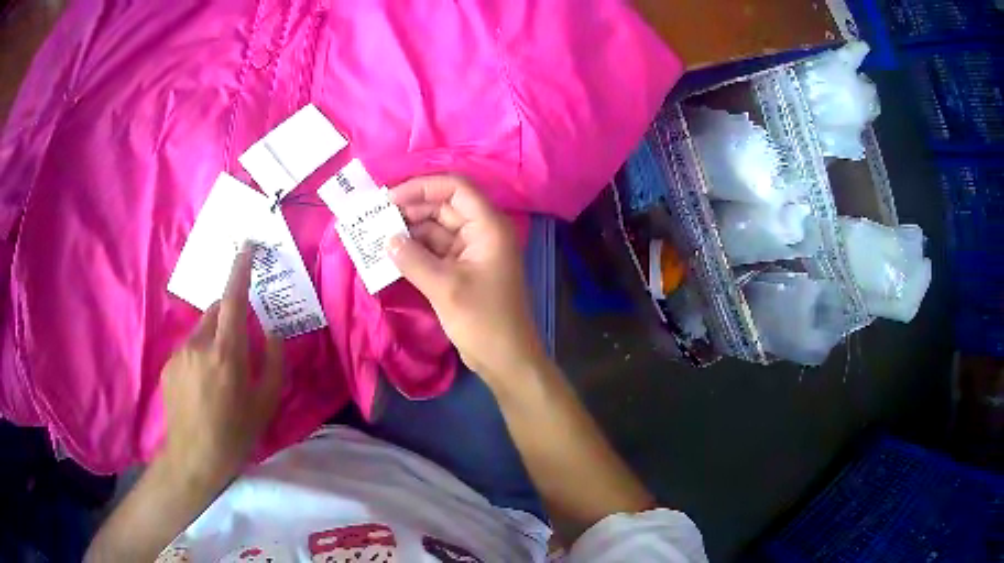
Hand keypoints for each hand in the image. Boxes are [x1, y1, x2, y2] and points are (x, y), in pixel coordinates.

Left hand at [160, 245, 283, 481]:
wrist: (193, 458)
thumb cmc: (235, 434)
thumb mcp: (265, 403)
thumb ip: (273, 363)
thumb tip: (273, 333)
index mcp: (226, 352)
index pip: (233, 299)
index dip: (240, 269)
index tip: (247, 246)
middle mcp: (199, 344)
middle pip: (217, 310)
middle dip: (231, 312)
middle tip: (243, 339)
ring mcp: (180, 353)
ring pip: (202, 329)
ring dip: (216, 337)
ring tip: (222, 373)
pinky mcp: (169, 364)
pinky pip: (190, 347)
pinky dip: (201, 353)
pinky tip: (205, 385)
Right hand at [388, 176, 545, 388]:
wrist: (506, 359)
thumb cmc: (483, 321)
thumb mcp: (445, 288)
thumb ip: (413, 259)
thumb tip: (387, 240)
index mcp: (488, 226)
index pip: (455, 188)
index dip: (422, 187)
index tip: (389, 198)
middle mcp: (481, 232)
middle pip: (443, 207)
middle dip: (410, 209)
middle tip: (375, 219)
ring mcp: (472, 252)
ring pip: (436, 229)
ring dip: (409, 231)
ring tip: (376, 236)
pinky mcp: (462, 270)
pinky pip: (435, 251)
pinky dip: (415, 252)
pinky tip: (390, 255)